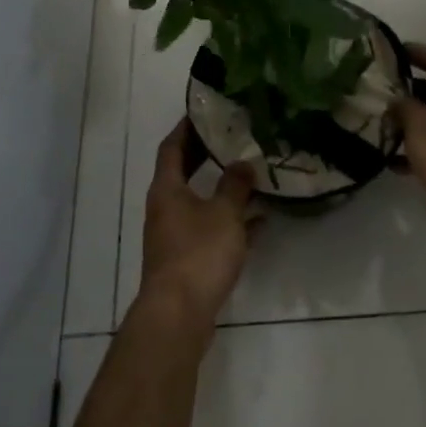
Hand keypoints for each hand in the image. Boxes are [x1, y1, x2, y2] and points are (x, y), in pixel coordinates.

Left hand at [137, 120, 254, 332]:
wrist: (179, 315)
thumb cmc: (198, 253)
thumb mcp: (224, 213)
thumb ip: (235, 185)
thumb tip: (243, 163)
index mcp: (167, 189)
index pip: (172, 147)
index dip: (186, 128)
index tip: (203, 112)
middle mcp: (166, 208)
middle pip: (184, 172)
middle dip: (206, 155)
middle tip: (231, 137)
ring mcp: (175, 236)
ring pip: (200, 202)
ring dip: (222, 190)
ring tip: (252, 175)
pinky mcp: (188, 260)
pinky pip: (211, 231)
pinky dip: (231, 223)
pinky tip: (260, 222)